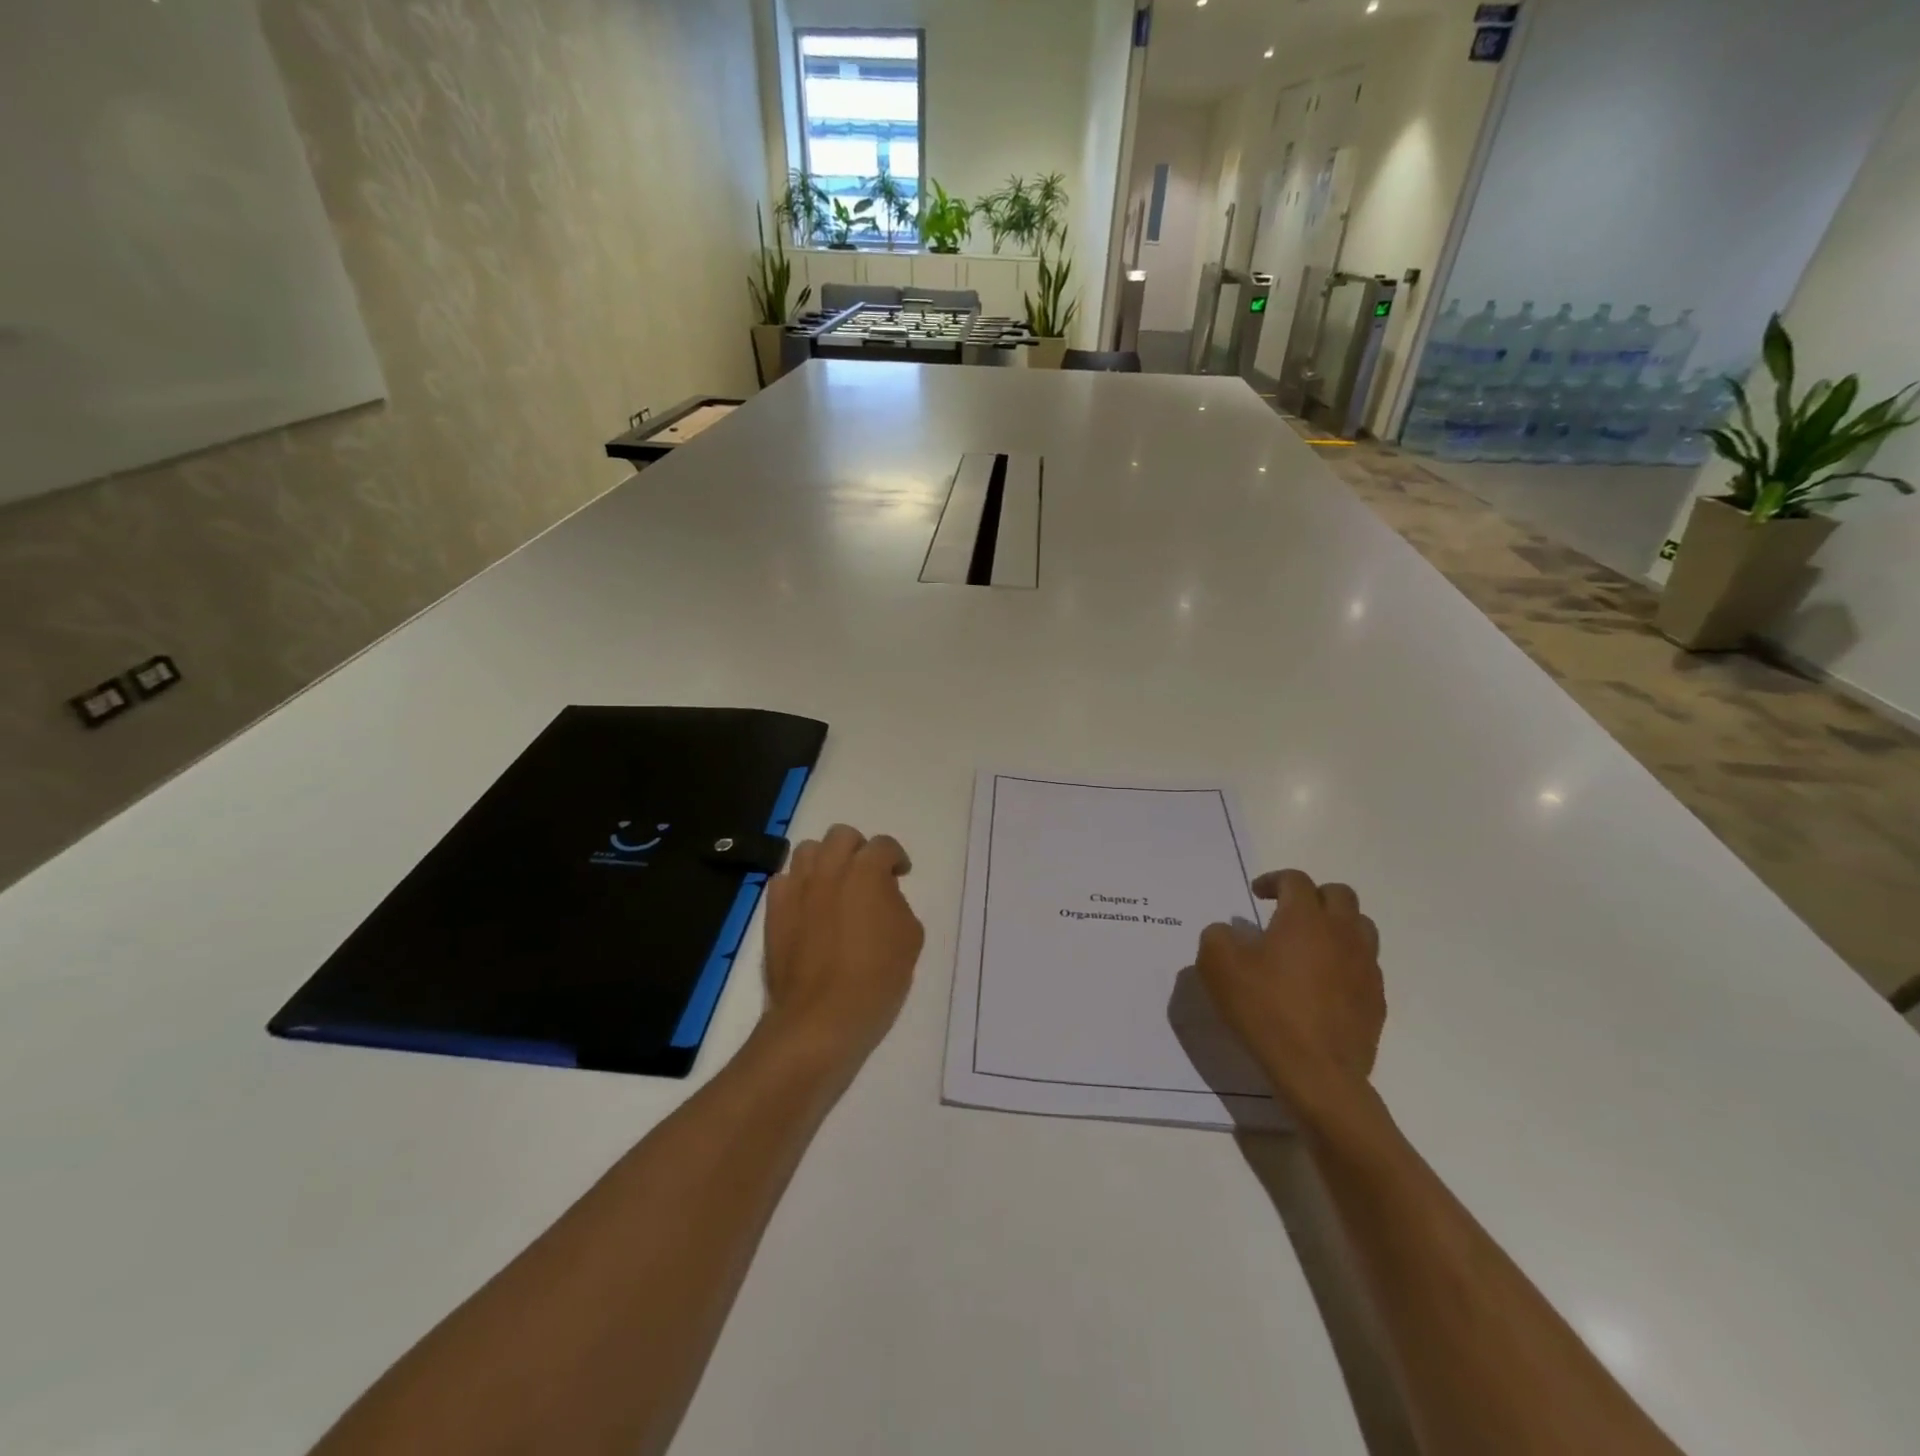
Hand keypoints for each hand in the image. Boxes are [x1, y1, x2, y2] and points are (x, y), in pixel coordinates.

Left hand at [760, 824, 923, 1073]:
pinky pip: (783, 880)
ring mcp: (797, 887)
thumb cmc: (877, 978)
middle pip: (841, 835)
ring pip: (807, 850)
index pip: (883, 845)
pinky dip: (797, 885)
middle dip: (857, 849)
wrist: (823, 1016)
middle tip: (866, 875)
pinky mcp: (773, 910)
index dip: (895, 857)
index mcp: (867, 871)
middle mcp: (830, 869)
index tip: (900, 874)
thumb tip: (882, 895)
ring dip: (825, 861)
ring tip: (833, 885)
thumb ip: (897, 903)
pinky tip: (807, 906)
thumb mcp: (910, 937)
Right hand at [1195, 869, 1384, 1120]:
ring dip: (1337, 925)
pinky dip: (1346, 962)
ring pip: (1361, 927)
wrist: (1317, 1073)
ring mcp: (1365, 967)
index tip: (1257, 894)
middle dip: (1313, 895)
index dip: (1274, 880)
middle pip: (1339, 895)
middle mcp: (1341, 933)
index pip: (1296, 880)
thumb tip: (1228, 931)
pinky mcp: (1376, 999)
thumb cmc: (1264, 1009)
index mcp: (1304, 918)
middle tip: (1288, 912)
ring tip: (1312, 943)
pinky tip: (1324, 983)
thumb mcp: (1217, 966)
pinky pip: (1365, 965)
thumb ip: (1217, 936)